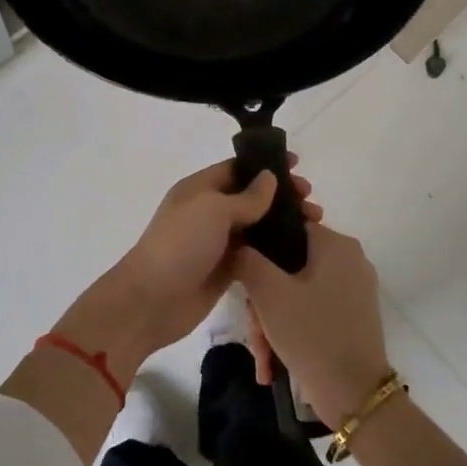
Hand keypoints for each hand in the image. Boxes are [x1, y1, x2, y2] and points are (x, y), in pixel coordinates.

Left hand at [53, 159, 320, 379]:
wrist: (152, 300)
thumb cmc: (180, 244)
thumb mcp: (213, 210)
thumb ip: (246, 196)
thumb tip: (269, 178)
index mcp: (199, 189)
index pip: (236, 168)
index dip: (266, 165)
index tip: (298, 165)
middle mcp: (208, 212)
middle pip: (250, 196)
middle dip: (281, 195)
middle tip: (311, 200)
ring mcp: (216, 242)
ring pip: (256, 226)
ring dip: (283, 222)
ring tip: (315, 224)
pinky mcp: (225, 269)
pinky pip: (255, 253)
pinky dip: (275, 249)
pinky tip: (301, 250)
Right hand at [232, 222, 386, 427]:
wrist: (355, 396)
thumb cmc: (311, 334)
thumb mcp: (268, 293)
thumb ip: (246, 259)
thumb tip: (237, 244)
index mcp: (336, 244)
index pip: (287, 227)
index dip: (259, 249)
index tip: (243, 280)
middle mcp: (350, 260)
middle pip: (289, 266)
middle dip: (263, 300)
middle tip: (253, 329)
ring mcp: (354, 290)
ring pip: (297, 292)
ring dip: (273, 322)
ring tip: (263, 356)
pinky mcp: (354, 317)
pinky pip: (312, 310)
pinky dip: (292, 330)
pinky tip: (273, 362)